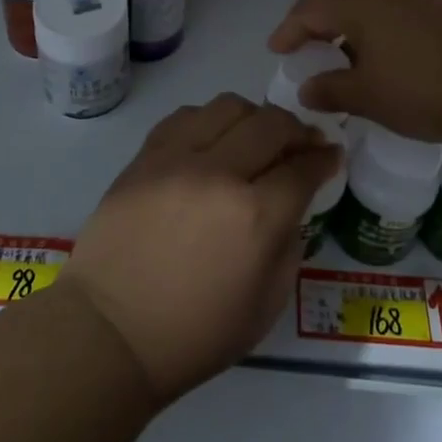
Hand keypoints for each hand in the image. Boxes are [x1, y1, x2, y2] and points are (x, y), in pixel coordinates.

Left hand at [65, 95, 341, 403]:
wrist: (110, 331)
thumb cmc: (194, 334)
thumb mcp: (266, 306)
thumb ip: (289, 245)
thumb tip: (290, 205)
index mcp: (256, 217)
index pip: (304, 167)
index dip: (324, 158)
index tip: (331, 155)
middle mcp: (220, 174)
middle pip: (272, 124)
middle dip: (297, 130)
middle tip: (302, 143)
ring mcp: (177, 159)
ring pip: (229, 106)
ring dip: (254, 117)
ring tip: (255, 137)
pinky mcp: (145, 157)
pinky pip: (185, 116)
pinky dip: (209, 120)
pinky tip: (212, 140)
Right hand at [268, 0, 441, 144]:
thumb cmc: (425, 89)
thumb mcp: (369, 97)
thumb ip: (331, 90)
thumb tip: (306, 89)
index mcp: (359, 1)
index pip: (309, 9)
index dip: (288, 31)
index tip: (276, 51)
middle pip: (340, 0)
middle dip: (320, 26)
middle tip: (307, 51)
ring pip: (372, 4)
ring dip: (353, 28)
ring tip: (347, 57)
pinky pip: (399, 10)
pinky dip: (382, 29)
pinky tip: (389, 56)